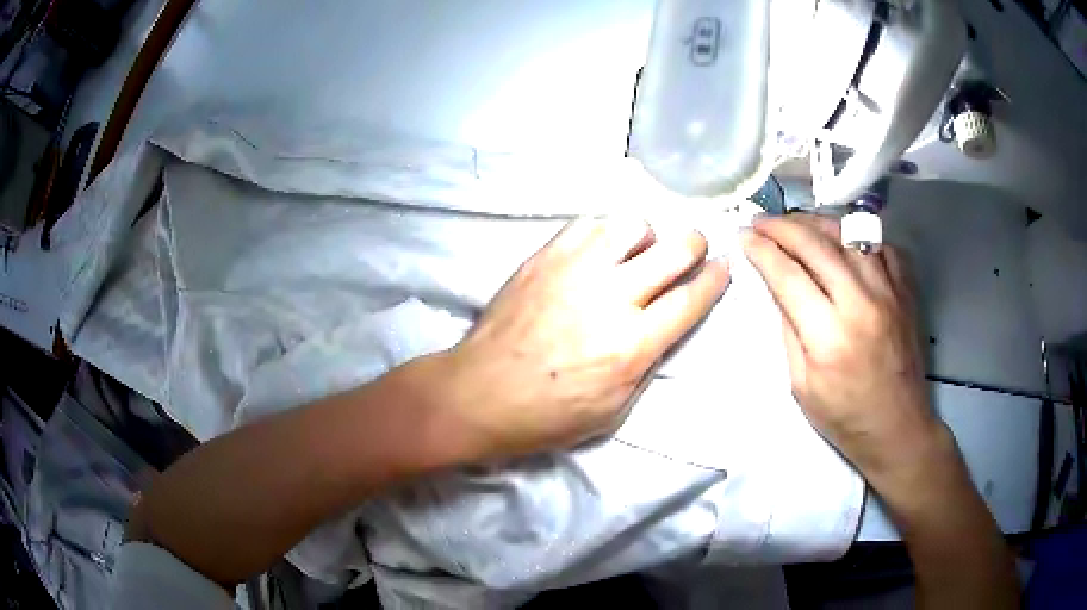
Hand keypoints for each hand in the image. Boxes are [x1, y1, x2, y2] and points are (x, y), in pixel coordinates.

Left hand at [439, 217, 729, 458]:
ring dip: (646, 236)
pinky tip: (599, 251)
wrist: (480, 393)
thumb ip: (647, 362)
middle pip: (673, 250)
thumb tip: (664, 325)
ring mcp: (574, 270)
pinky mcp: (544, 257)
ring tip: (638, 252)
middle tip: (693, 249)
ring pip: (631, 224)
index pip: (690, 300)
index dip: (715, 279)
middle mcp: (610, 298)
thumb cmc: (548, 414)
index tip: (724, 267)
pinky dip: (604, 233)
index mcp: (632, 345)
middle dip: (694, 244)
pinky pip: (587, 224)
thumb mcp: (614, 409)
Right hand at [741, 214, 943, 487]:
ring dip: (816, 223)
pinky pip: (879, 245)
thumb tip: (778, 287)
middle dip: (782, 227)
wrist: (898, 428)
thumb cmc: (844, 418)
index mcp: (829, 335)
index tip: (744, 237)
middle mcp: (861, 302)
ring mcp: (888, 291)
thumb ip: (789, 330)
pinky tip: (841, 242)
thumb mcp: (801, 385)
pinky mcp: (905, 290)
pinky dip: (855, 236)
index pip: (788, 275)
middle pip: (816, 244)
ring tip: (795, 224)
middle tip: (761, 223)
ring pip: (848, 234)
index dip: (762, 251)